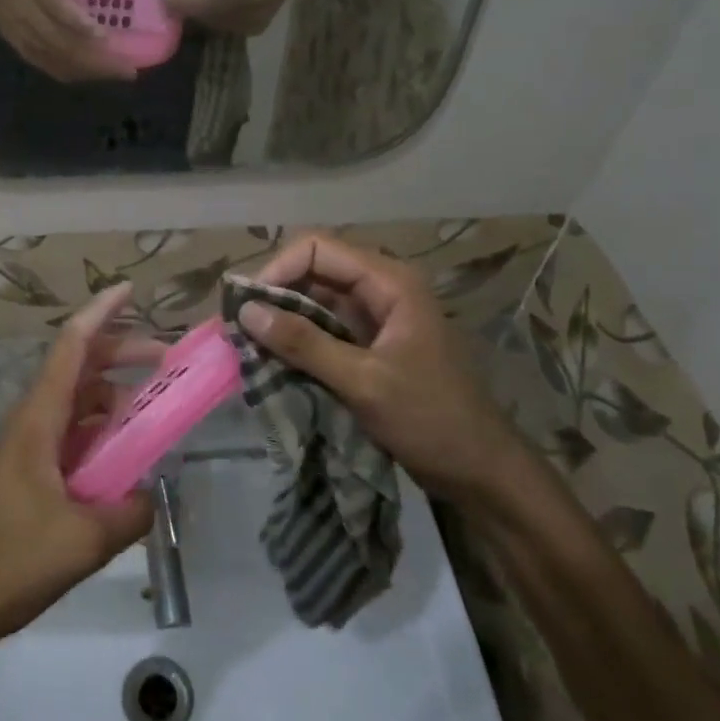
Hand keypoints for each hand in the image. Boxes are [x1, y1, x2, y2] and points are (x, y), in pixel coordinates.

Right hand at [0, 0, 137, 83]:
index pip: (58, 8)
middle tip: (127, 68)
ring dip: (89, 71)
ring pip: (59, 60)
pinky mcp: (24, 50)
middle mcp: (31, 16)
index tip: (104, 36)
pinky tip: (93, 76)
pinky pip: (51, 67)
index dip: (79, 23)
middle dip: (97, 60)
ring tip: (118, 74)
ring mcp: (27, 37)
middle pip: (64, 44)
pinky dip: (74, 74)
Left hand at [0, 284, 156, 652]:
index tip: (130, 288)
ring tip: (155, 413)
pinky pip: (74, 437)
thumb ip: (130, 511)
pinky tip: (127, 458)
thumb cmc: (11, 561)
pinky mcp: (30, 475)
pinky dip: (103, 434)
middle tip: (166, 358)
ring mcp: (29, 448)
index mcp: (39, 420)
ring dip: (115, 398)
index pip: (72, 347)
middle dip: (122, 354)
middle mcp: (33, 423)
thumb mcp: (84, 539)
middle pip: (80, 369)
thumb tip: (151, 495)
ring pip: (78, 404)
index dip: (101, 312)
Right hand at [237, 234, 521, 501]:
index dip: (278, 270)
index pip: (317, 249)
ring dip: (282, 320)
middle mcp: (381, 289)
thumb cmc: (430, 420)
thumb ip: (304, 343)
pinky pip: (323, 329)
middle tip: (238, 328)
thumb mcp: (363, 381)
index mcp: (389, 282)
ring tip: (248, 345)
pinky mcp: (369, 345)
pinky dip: (297, 341)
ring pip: (314, 301)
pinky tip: (272, 360)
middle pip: (313, 271)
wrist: (480, 471)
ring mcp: (375, 318)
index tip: (247, 307)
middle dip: (274, 295)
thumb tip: (245, 312)